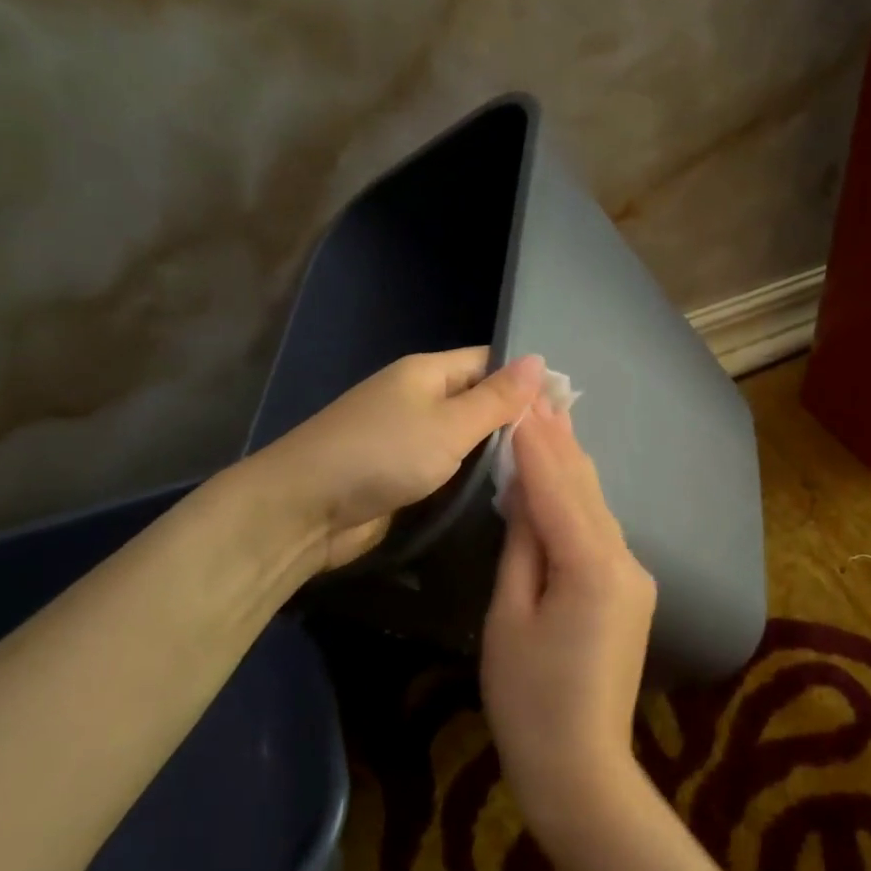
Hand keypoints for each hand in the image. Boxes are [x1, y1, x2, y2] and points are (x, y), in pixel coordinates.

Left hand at [262, 349, 544, 572]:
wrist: (303, 509)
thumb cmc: (381, 456)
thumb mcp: (449, 425)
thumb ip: (496, 398)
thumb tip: (540, 360)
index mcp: (427, 372)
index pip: (489, 362)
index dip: (526, 379)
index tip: (567, 408)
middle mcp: (418, 397)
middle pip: (477, 399)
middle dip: (515, 419)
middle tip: (563, 446)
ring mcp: (406, 436)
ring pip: (463, 436)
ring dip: (495, 451)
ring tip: (546, 469)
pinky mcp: (400, 472)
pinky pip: (446, 465)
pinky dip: (470, 474)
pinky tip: (503, 489)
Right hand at [482, 398, 657, 854]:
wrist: (581, 766)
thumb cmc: (528, 700)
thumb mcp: (508, 618)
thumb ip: (522, 548)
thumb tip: (525, 494)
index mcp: (591, 566)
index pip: (558, 488)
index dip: (537, 443)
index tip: (521, 400)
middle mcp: (625, 560)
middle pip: (587, 488)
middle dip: (561, 441)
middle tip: (542, 392)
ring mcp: (635, 576)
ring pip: (598, 507)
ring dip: (572, 465)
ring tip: (553, 419)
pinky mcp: (632, 591)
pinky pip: (602, 532)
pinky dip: (580, 500)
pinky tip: (567, 478)